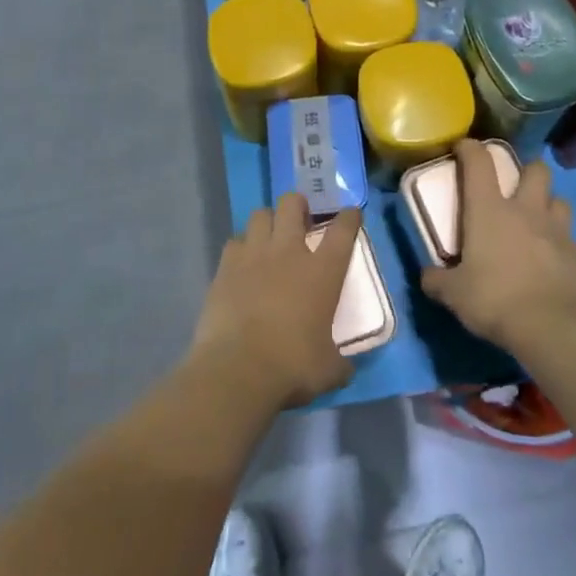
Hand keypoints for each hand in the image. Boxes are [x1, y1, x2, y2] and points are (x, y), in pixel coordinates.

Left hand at [190, 195, 358, 410]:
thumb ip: (340, 361)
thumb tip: (344, 367)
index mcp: (323, 272)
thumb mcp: (330, 370)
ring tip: (269, 237)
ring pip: (260, 214)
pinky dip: (241, 247)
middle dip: (298, 205)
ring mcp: (254, 255)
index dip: (349, 218)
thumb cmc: (293, 366)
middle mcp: (289, 252)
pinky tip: (242, 263)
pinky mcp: (225, 267)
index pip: (342, 231)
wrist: (238, 369)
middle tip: (300, 219)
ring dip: (268, 221)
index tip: (350, 212)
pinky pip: (234, 242)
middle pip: (292, 205)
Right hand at [420, 140, 575, 350]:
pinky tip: (551, 259)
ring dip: (548, 204)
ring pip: (559, 200)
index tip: (462, 146)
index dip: (470, 148)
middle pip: (535, 170)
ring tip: (536, 221)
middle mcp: (526, 210)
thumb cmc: (495, 299)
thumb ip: (438, 280)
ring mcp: (557, 231)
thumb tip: (428, 276)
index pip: (479, 163)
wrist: (555, 327)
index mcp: (489, 210)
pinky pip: (570, 237)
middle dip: (526, 171)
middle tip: (514, 187)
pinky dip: (560, 241)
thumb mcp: (454, 294)